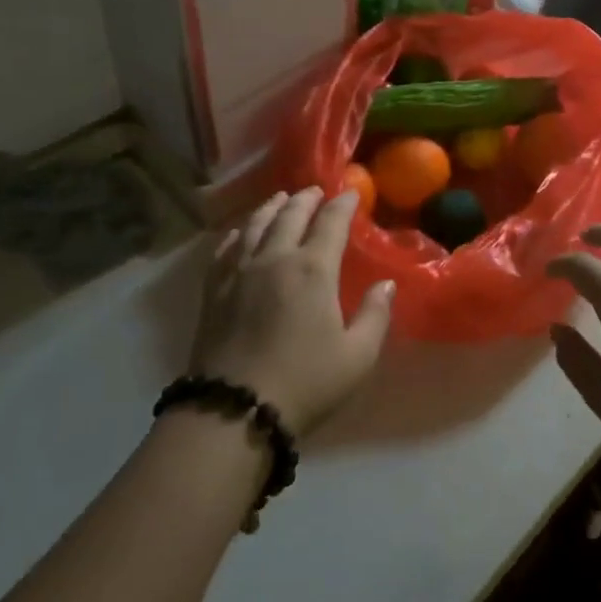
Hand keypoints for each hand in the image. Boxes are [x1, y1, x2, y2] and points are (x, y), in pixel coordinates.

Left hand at [191, 187, 393, 436]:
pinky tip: (239, 232)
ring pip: (255, 225)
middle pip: (289, 215)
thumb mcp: (357, 356)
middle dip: (305, 199)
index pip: (330, 223)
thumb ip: (375, 315)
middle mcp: (274, 258)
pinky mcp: (214, 290)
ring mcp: (239, 272)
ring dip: (270, 207)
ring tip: (280, 199)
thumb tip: (386, 284)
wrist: (234, 410)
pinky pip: (225, 249)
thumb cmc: (305, 382)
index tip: (351, 192)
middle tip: (315, 191)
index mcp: (312, 269)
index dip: (342, 204)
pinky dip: (237, 233)